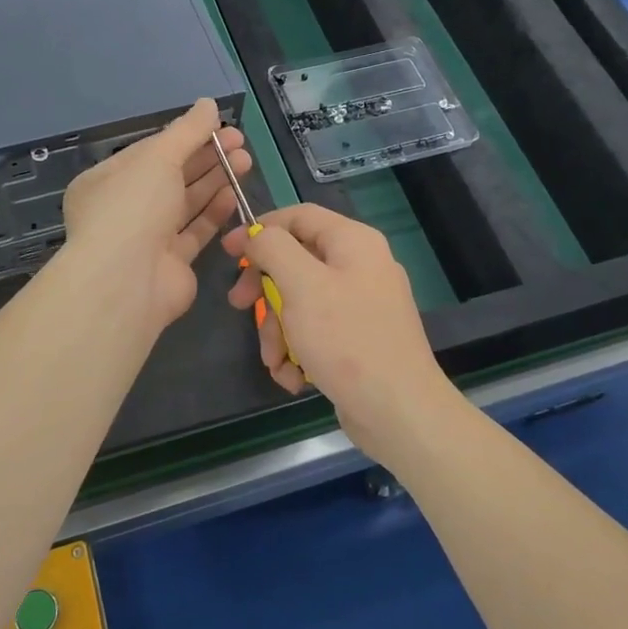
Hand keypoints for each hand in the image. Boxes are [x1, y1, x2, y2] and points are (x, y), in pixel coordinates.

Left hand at [60, 98, 250, 335]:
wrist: (127, 281)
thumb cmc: (133, 207)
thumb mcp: (158, 157)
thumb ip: (187, 130)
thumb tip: (208, 103)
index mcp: (107, 181)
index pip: (150, 152)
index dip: (186, 136)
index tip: (219, 126)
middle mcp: (124, 209)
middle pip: (171, 176)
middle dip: (206, 157)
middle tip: (241, 143)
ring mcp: (147, 238)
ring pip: (185, 203)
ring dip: (214, 181)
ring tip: (246, 161)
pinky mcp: (171, 263)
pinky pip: (195, 232)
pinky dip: (214, 212)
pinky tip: (234, 194)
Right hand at [222, 202, 460, 463]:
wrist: (398, 412)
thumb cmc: (346, 340)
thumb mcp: (301, 286)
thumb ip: (274, 249)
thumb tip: (259, 235)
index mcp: (353, 242)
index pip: (298, 217)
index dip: (260, 229)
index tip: (229, 252)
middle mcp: (360, 266)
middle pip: (296, 262)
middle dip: (265, 290)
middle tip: (238, 306)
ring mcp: (361, 304)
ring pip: (301, 302)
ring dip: (279, 331)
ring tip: (275, 361)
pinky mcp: (359, 339)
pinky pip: (317, 331)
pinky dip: (299, 351)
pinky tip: (294, 376)